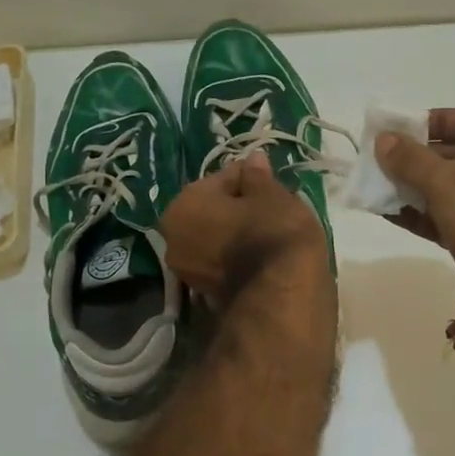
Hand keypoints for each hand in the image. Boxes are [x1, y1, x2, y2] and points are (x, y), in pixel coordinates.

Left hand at [161, 153, 329, 306]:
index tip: (271, 183)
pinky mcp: (205, 294)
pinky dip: (238, 257)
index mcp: (183, 206)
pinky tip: (262, 256)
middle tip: (272, 207)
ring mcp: (186, 271)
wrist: (281, 296)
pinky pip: (222, 262)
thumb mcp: (272, 195)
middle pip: (213, 210)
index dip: (250, 178)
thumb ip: (258, 176)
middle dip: (239, 207)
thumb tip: (253, 159)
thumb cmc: (272, 233)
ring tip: (271, 233)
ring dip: (238, 232)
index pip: (222, 178)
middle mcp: (173, 238)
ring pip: (217, 237)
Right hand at [375, 107, 454, 311]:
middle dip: (420, 157)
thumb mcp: (448, 183)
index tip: (402, 128)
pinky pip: (451, 216)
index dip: (438, 120)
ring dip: (415, 185)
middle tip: (382, 156)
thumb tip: (383, 140)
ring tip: (377, 181)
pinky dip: (422, 212)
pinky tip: (387, 209)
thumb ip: (411, 159)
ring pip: (454, 188)